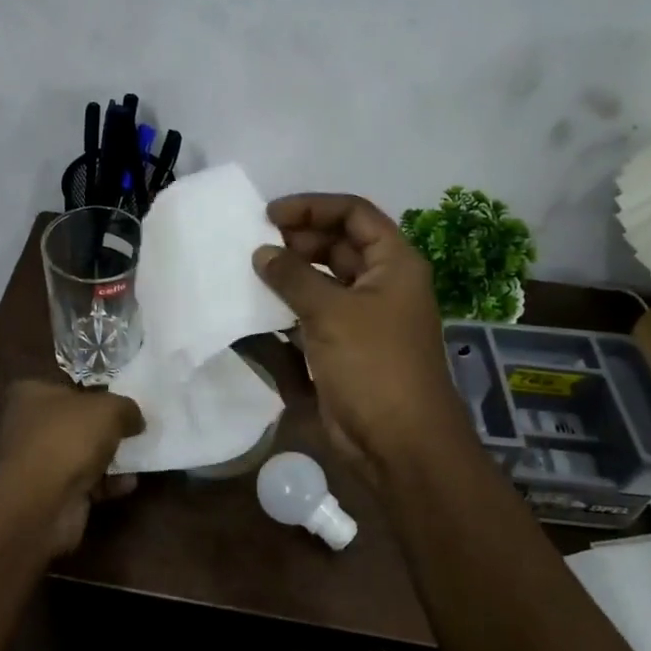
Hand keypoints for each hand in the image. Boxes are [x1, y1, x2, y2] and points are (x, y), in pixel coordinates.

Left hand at [0, 380, 144, 555]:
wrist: (41, 503)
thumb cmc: (68, 439)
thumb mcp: (109, 409)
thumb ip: (126, 408)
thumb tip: (135, 419)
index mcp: (32, 394)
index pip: (66, 386)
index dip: (95, 390)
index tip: (122, 398)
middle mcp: (30, 425)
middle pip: (76, 421)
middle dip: (105, 427)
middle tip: (136, 427)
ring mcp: (39, 462)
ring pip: (82, 454)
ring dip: (110, 457)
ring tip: (139, 456)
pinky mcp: (51, 493)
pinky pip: (85, 483)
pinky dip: (107, 484)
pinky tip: (129, 484)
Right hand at [252, 194, 469, 477]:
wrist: (399, 442)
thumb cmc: (373, 365)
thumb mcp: (331, 313)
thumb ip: (293, 277)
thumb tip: (261, 253)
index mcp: (394, 263)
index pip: (354, 213)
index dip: (312, 207)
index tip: (269, 215)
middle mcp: (382, 283)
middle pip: (338, 244)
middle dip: (298, 240)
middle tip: (255, 245)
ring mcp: (364, 316)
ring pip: (324, 280)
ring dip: (291, 274)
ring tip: (251, 271)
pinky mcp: (345, 346)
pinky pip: (315, 313)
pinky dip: (290, 306)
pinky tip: (258, 308)